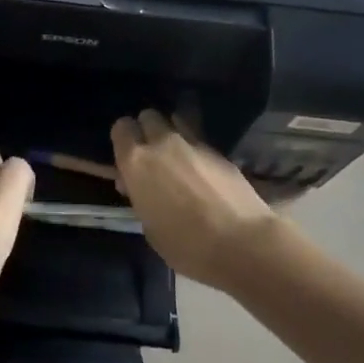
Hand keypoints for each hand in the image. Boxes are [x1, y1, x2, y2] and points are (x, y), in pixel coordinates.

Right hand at [111, 110, 278, 289]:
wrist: (242, 243)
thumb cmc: (187, 246)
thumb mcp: (150, 228)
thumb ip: (140, 197)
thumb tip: (136, 184)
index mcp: (137, 162)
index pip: (121, 128)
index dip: (123, 139)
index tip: (128, 158)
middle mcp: (162, 143)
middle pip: (148, 116)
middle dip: (147, 131)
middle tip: (152, 157)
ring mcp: (192, 143)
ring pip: (175, 120)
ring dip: (171, 134)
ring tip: (178, 158)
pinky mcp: (218, 150)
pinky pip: (198, 139)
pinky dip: (194, 149)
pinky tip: (203, 172)